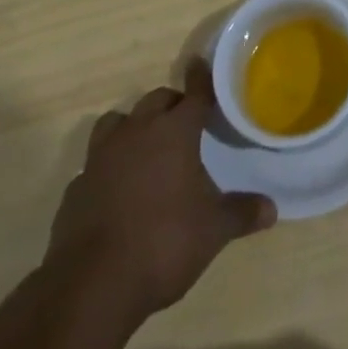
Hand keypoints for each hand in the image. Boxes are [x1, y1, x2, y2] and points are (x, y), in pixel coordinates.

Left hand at [45, 60, 275, 319]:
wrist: (92, 285)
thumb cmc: (163, 243)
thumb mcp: (213, 231)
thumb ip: (241, 213)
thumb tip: (271, 209)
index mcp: (174, 132)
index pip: (193, 94)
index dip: (200, 79)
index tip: (200, 64)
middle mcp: (137, 132)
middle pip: (156, 101)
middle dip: (171, 105)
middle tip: (184, 121)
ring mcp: (101, 157)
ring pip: (117, 121)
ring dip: (133, 126)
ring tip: (145, 146)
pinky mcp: (76, 186)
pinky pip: (95, 162)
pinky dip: (108, 166)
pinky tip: (116, 189)